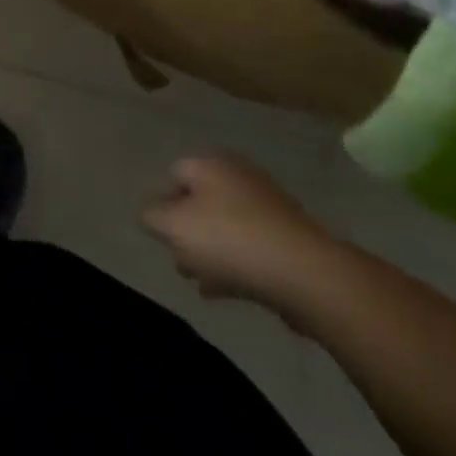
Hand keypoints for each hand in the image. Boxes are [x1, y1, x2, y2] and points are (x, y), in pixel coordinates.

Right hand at [141, 156, 346, 327]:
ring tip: (201, 282)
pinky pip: (251, 246)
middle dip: (187, 232)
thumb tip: (149, 213)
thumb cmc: (229, 240)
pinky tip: (225, 291)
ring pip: (226, 226)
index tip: (161, 237)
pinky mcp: (289, 237)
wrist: (306, 274)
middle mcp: (239, 176)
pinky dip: (235, 264)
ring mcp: (268, 206)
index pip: (174, 174)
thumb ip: (151, 216)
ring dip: (210, 253)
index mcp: (210, 164)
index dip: (162, 204)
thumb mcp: (173, 226)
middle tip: (180, 262)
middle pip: (201, 201)